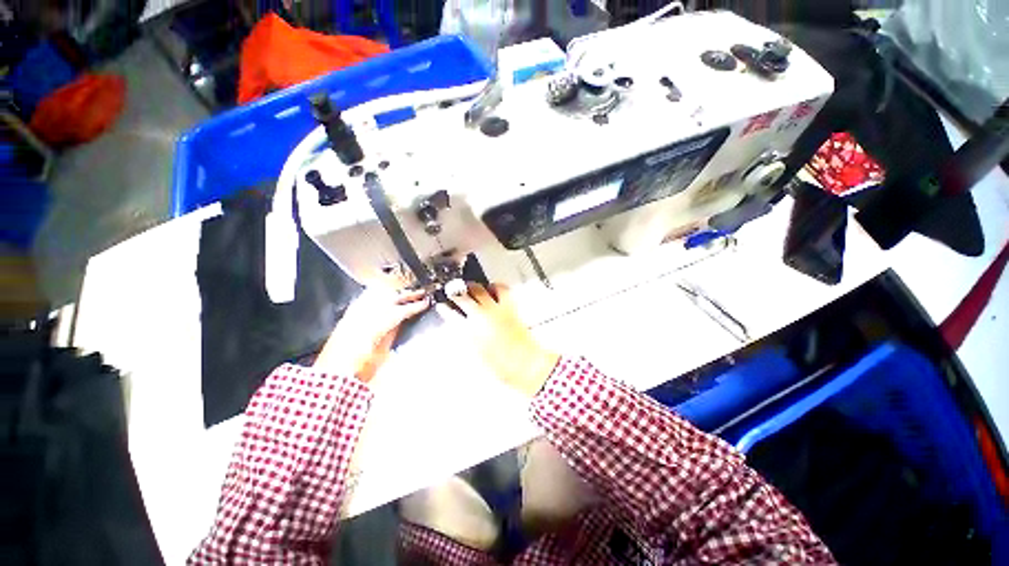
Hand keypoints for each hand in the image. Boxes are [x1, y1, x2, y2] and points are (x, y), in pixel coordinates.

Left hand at [314, 287, 429, 381]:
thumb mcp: (382, 353)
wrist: (331, 376)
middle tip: (420, 293)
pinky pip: (366, 299)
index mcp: (376, 325)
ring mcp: (354, 313)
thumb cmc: (357, 369)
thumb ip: (392, 333)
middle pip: (390, 298)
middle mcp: (364, 315)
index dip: (415, 306)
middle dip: (407, 295)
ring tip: (404, 292)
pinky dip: (378, 295)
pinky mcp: (348, 316)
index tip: (425, 303)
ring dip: (394, 293)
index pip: (401, 310)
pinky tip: (382, 295)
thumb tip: (402, 321)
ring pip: (378, 295)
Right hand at [436, 283, 559, 397]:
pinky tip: (493, 289)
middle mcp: (481, 315)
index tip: (441, 305)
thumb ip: (468, 338)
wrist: (525, 363)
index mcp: (470, 330)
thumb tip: (463, 328)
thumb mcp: (477, 354)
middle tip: (454, 292)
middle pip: (464, 297)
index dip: (445, 308)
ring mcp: (496, 308)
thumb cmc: (501, 365)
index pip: (451, 314)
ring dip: (473, 287)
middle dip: (456, 293)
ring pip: (480, 289)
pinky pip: (502, 289)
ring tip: (471, 287)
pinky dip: (495, 286)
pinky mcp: (510, 306)